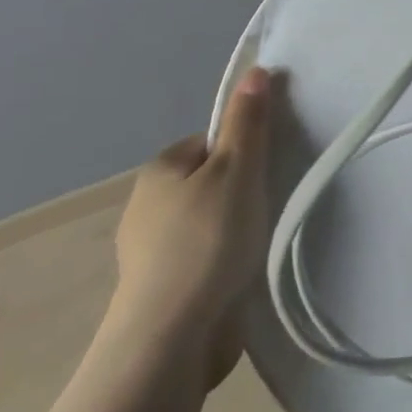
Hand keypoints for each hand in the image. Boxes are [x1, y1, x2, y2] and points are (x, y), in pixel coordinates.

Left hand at [106, 67, 275, 386]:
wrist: (170, 341)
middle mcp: (145, 207)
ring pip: (206, 223)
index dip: (242, 152)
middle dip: (239, 192)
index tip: (263, 173)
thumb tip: (255, 70)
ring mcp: (149, 254)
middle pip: (209, 182)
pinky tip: (240, 275)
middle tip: (266, 206)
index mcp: (159, 170)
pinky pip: (201, 260)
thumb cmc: (206, 241)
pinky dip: (221, 264)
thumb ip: (247, 122)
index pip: (209, 142)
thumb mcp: (237, 169)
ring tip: (257, 244)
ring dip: (231, 231)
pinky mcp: (160, 293)